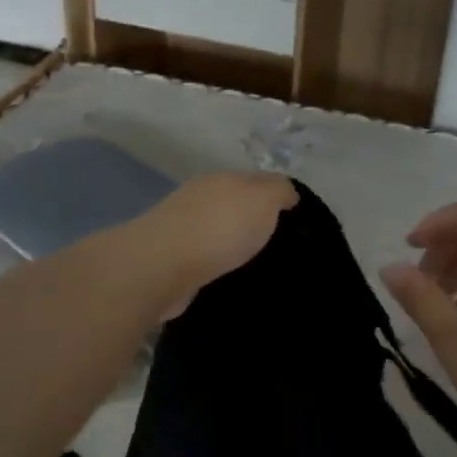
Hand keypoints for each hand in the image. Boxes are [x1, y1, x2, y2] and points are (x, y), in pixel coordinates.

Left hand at [116, 171, 297, 319]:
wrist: (163, 265)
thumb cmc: (221, 227)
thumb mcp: (263, 199)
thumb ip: (279, 191)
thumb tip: (288, 194)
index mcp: (222, 179)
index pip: (255, 181)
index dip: (276, 197)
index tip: (294, 220)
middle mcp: (199, 198)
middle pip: (232, 204)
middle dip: (251, 220)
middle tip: (277, 244)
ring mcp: (180, 228)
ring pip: (215, 231)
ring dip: (231, 244)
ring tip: (254, 265)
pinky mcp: (170, 260)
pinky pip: (202, 258)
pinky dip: (215, 264)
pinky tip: (227, 277)